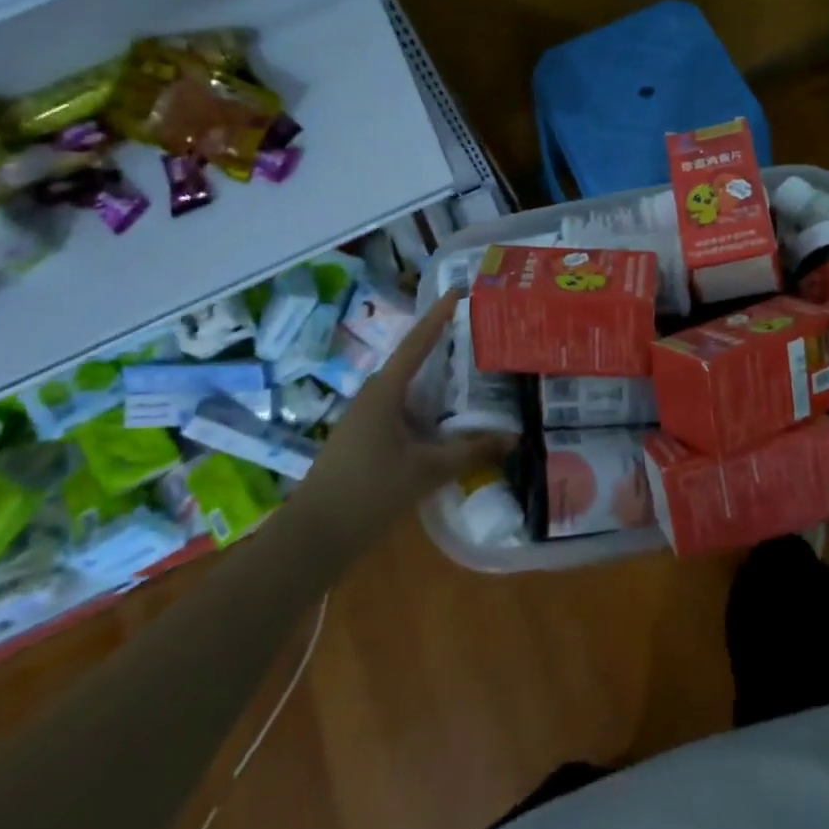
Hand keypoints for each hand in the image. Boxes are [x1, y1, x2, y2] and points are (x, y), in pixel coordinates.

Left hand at [296, 289, 514, 530]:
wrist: (314, 535)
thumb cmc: (369, 492)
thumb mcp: (426, 471)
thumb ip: (470, 451)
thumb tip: (514, 438)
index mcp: (385, 391)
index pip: (417, 342)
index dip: (439, 316)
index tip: (458, 292)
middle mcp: (374, 396)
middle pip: (414, 362)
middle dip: (445, 349)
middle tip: (480, 339)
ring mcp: (366, 418)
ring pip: (409, 390)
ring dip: (437, 384)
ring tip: (473, 377)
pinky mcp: (365, 438)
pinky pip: (402, 411)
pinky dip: (427, 409)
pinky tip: (448, 422)